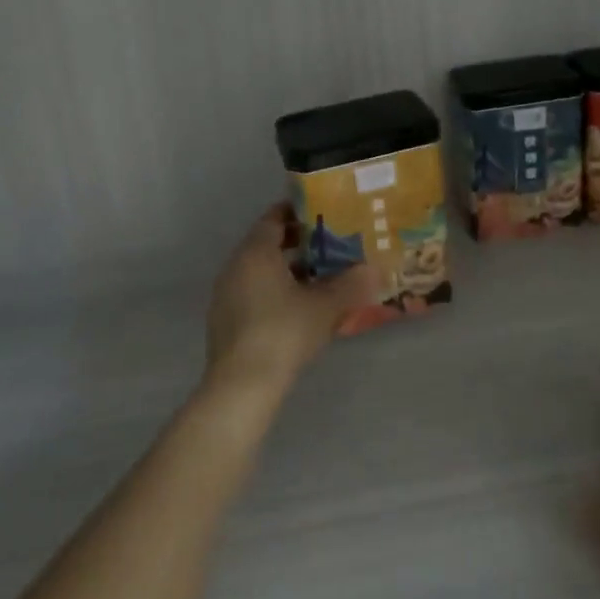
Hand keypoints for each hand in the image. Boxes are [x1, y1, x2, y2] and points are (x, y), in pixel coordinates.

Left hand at [203, 203, 380, 400]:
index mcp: (256, 252)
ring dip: (286, 269)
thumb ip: (351, 284)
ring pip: (259, 270)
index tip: (323, 213)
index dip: (298, 212)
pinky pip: (252, 292)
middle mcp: (236, 266)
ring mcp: (226, 294)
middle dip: (297, 242)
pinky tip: (297, 308)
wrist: (242, 387)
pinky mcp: (224, 321)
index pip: (274, 217)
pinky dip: (273, 290)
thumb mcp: (326, 306)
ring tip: (319, 277)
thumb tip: (375, 269)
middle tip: (329, 244)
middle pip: (267, 243)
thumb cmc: (284, 332)